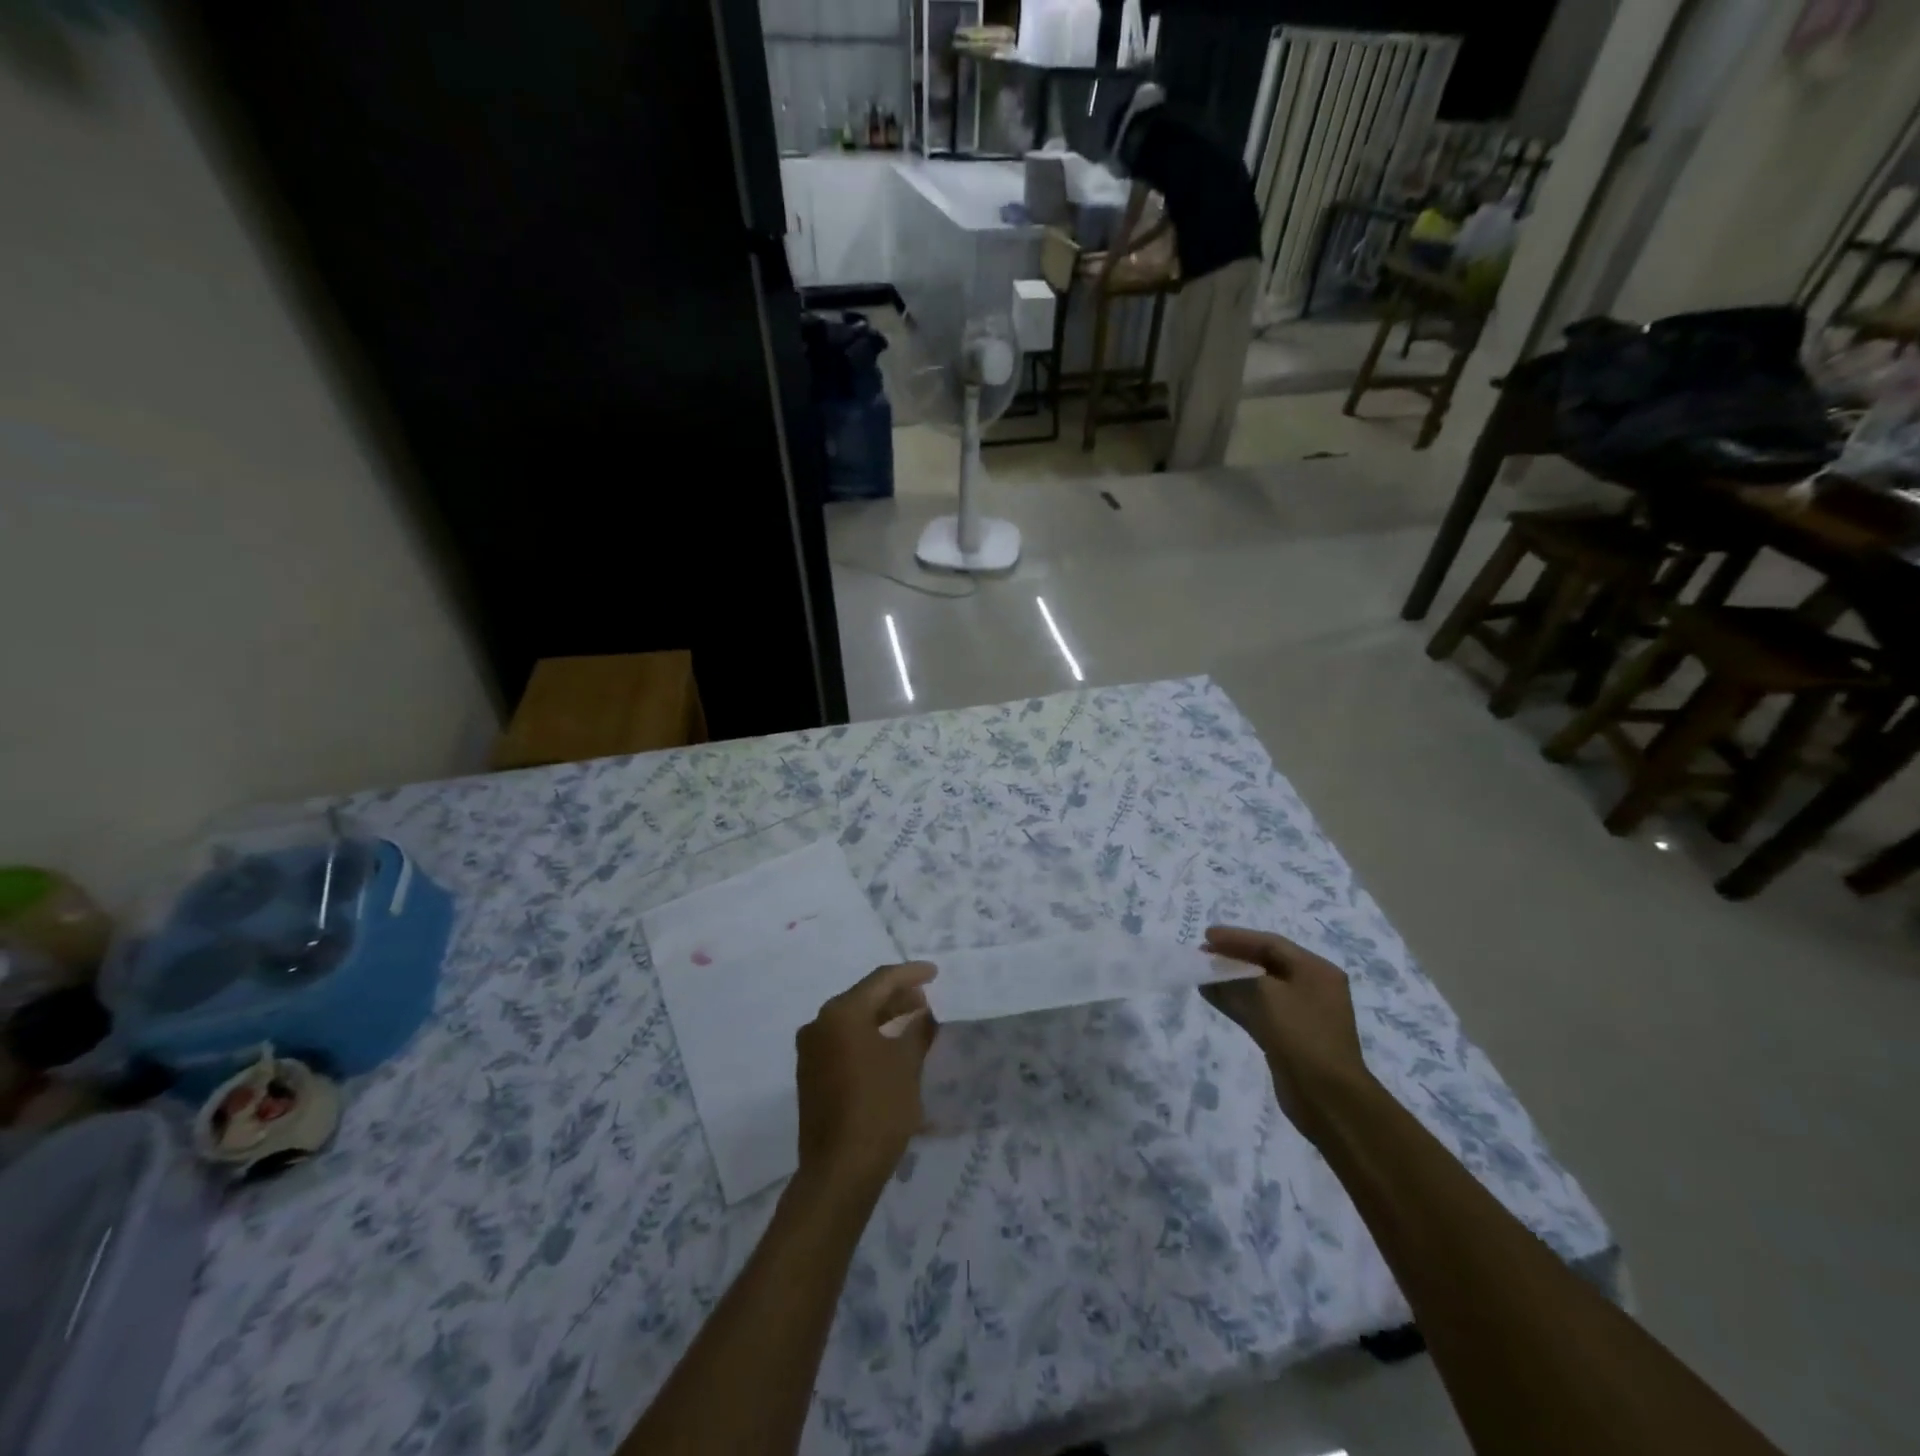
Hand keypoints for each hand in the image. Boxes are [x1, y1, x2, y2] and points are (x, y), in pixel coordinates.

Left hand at [795, 962, 937, 1193]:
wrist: (840, 1170)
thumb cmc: (878, 1108)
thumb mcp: (907, 1064)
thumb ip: (918, 1029)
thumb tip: (924, 1014)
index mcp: (841, 1013)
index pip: (880, 980)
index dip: (910, 974)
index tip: (934, 973)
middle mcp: (819, 1024)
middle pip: (863, 998)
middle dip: (896, 996)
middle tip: (925, 999)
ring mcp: (811, 1051)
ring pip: (852, 1021)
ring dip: (882, 1017)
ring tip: (913, 1019)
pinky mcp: (810, 1074)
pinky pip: (843, 1041)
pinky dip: (867, 1037)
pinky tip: (889, 1046)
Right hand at [1199, 925, 1372, 1143]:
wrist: (1328, 1098)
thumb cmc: (1301, 1035)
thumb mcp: (1266, 996)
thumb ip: (1236, 977)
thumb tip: (1211, 970)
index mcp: (1316, 970)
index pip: (1271, 944)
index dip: (1236, 937)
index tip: (1206, 936)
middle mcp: (1312, 987)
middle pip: (1266, 963)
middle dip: (1232, 957)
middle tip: (1203, 953)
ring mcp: (1302, 1013)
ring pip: (1260, 987)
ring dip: (1231, 979)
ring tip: (1202, 973)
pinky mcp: (1289, 1036)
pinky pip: (1259, 1009)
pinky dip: (1236, 1001)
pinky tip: (1212, 995)